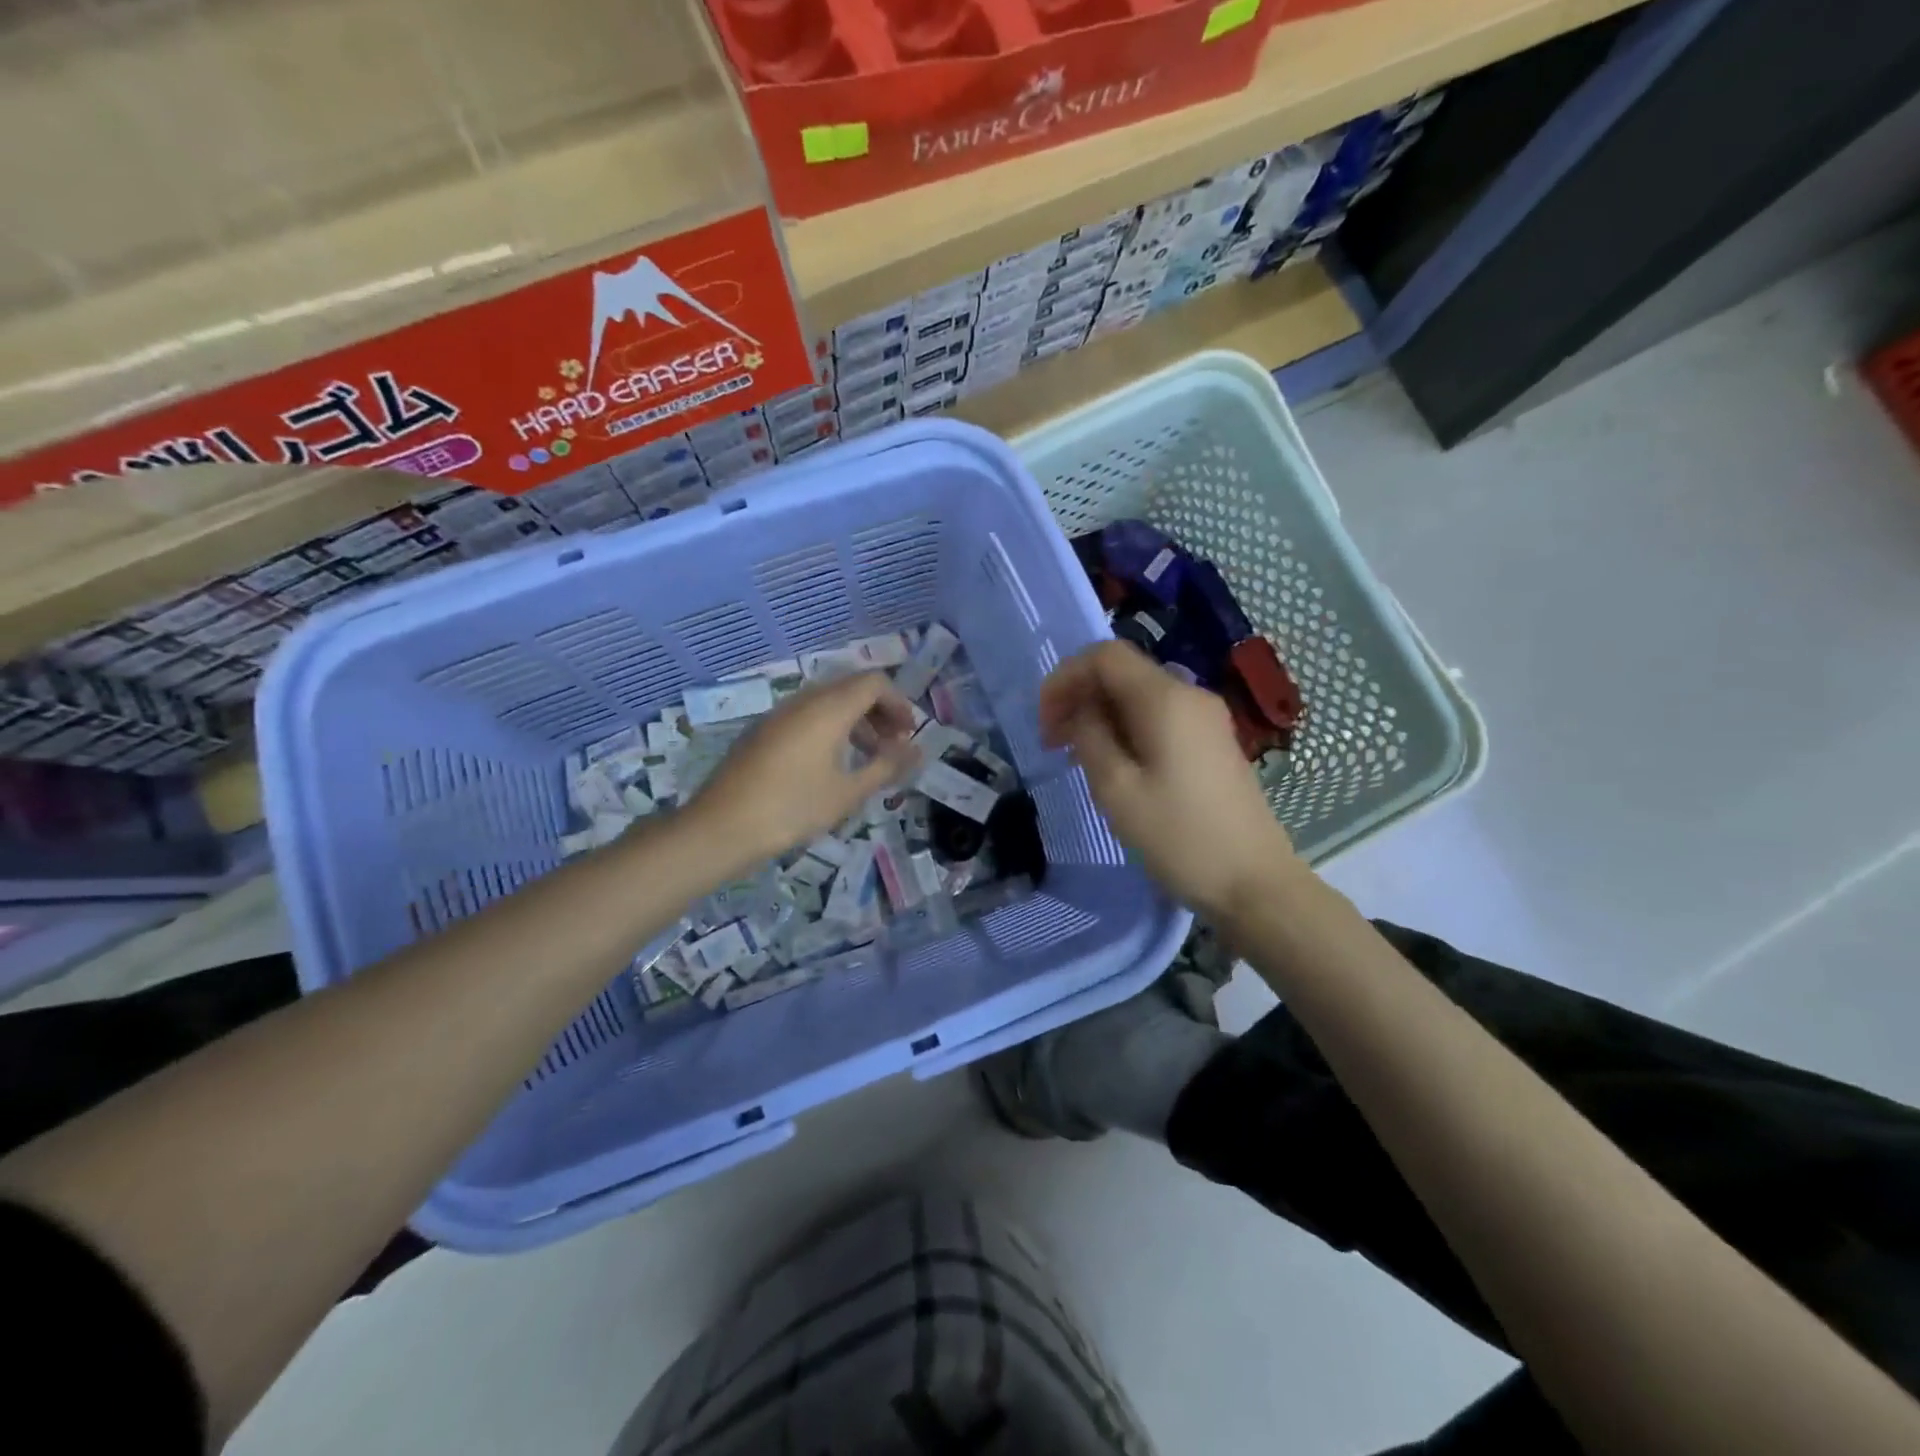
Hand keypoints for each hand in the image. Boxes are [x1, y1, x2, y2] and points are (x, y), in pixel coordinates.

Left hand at [685, 671, 921, 872]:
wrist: (722, 827)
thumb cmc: (792, 808)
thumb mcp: (848, 792)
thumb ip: (886, 767)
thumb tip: (916, 751)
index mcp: (828, 708)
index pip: (874, 682)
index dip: (898, 703)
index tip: (908, 735)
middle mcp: (804, 700)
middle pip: (851, 688)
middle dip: (879, 711)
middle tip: (892, 745)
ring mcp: (779, 714)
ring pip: (828, 701)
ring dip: (855, 721)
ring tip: (867, 757)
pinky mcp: (763, 730)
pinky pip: (807, 715)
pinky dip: (830, 728)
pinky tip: (830, 765)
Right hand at [1040, 641, 1300, 920]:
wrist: (1254, 883)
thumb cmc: (1179, 838)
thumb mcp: (1117, 789)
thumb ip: (1089, 737)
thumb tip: (1081, 711)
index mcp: (1166, 699)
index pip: (1104, 656)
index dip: (1065, 678)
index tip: (1044, 722)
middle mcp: (1190, 695)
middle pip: (1122, 672)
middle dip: (1079, 696)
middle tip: (1053, 742)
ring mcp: (1206, 718)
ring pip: (1139, 695)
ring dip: (1100, 714)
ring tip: (1076, 755)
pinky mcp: (1212, 742)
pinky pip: (1159, 717)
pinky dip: (1126, 728)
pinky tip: (1113, 763)